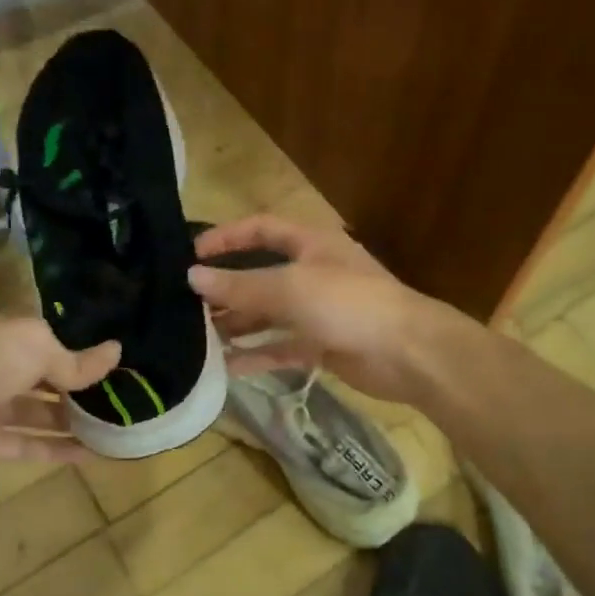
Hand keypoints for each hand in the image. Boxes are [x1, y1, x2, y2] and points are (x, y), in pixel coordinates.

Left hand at [0, 305, 120, 484]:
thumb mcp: (35, 345)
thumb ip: (74, 359)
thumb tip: (116, 352)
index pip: (30, 335)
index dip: (65, 346)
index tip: (100, 359)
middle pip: (33, 375)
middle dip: (71, 385)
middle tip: (114, 393)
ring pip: (31, 413)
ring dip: (69, 419)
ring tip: (111, 423)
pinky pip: (25, 446)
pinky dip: (56, 449)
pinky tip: (92, 453)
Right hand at [187, 215, 443, 402]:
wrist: (407, 353)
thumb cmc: (349, 304)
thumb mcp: (290, 288)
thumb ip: (240, 285)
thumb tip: (191, 277)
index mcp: (310, 244)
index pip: (260, 229)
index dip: (226, 237)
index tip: (191, 255)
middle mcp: (312, 273)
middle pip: (260, 275)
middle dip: (226, 289)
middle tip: (187, 305)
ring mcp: (318, 312)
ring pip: (268, 315)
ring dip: (237, 324)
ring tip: (199, 336)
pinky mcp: (322, 346)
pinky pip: (280, 348)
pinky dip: (256, 356)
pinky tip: (226, 366)